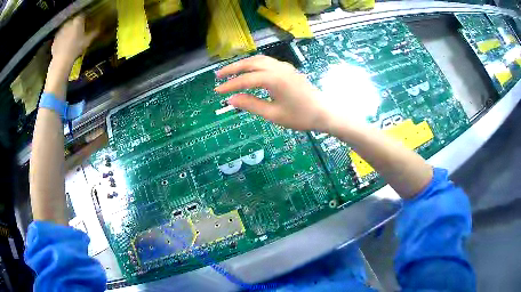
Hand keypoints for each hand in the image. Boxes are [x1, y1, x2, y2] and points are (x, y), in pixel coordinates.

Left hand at [51, 14, 97, 66]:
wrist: (61, 60)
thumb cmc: (76, 48)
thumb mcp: (88, 41)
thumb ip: (94, 32)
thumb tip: (99, 28)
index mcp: (78, 20)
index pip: (83, 15)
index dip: (85, 20)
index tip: (86, 24)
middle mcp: (69, 22)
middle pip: (74, 21)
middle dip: (76, 25)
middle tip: (78, 32)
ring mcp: (61, 30)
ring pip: (66, 28)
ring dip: (68, 32)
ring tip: (70, 40)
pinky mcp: (55, 38)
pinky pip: (60, 36)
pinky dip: (62, 39)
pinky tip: (64, 46)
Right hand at [215, 55, 347, 131]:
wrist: (324, 112)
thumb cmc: (300, 116)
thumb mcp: (273, 114)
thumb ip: (251, 105)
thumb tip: (231, 99)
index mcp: (273, 79)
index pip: (245, 80)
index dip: (229, 85)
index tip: (217, 92)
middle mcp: (277, 68)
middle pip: (250, 63)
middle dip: (232, 69)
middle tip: (218, 76)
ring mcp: (284, 66)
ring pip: (259, 59)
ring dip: (243, 64)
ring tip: (231, 72)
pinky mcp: (288, 69)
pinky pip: (267, 61)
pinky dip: (254, 64)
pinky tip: (250, 70)